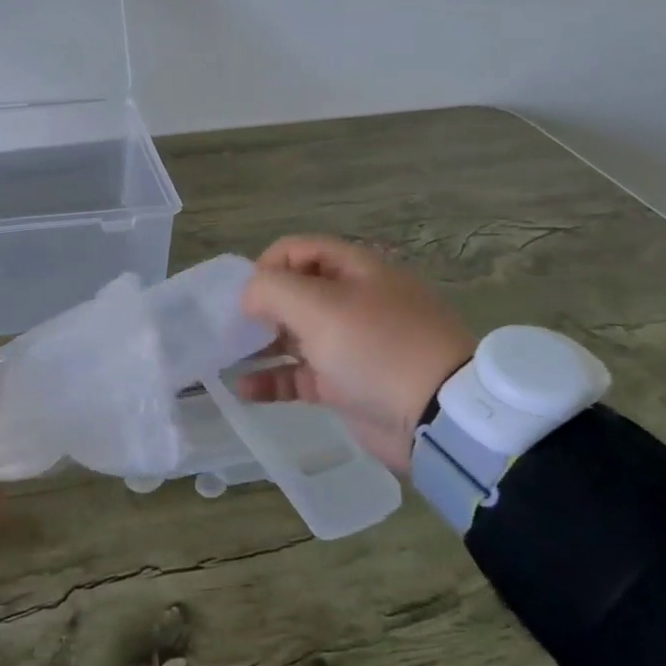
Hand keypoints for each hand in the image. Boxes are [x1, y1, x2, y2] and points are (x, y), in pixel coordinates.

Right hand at [237, 236, 477, 470]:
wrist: (437, 416)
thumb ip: (272, 289)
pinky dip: (274, 380)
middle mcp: (354, 301)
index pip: (300, 249)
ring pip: (296, 336)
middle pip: (296, 293)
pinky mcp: (348, 385)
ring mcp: (352, 345)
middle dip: (260, 307)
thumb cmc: (376, 346)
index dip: (267, 265)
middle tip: (232, 327)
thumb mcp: (319, 306)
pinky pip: (302, 375)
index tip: (245, 294)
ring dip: (261, 345)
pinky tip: (244, 389)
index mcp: (356, 269)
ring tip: (227, 357)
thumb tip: (249, 296)